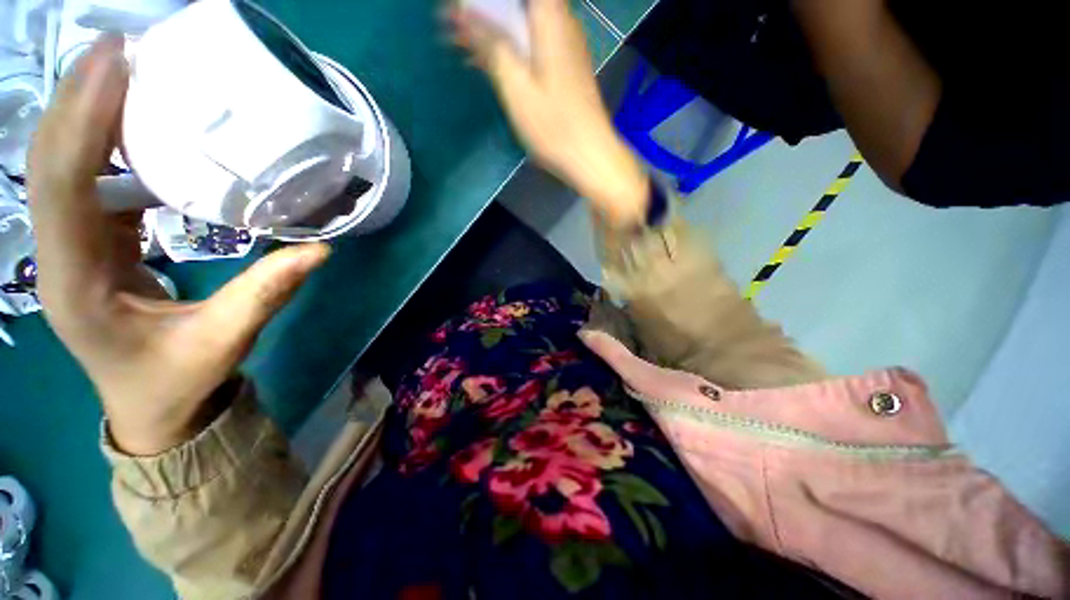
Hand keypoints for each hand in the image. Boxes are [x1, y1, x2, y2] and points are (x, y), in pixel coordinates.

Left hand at [27, 36, 329, 455]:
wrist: (150, 406)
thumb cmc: (177, 380)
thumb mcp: (225, 342)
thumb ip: (266, 293)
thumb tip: (319, 250)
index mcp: (76, 283)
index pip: (63, 187)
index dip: (83, 120)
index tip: (118, 62)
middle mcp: (57, 254)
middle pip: (48, 160)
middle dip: (79, 97)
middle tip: (127, 48)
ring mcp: (67, 245)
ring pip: (60, 163)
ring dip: (88, 111)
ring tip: (131, 72)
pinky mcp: (87, 241)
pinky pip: (84, 178)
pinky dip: (103, 141)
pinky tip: (136, 124)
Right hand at [449, 0, 649, 225]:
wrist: (590, 157)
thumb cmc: (554, 126)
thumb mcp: (517, 87)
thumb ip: (493, 46)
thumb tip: (465, 13)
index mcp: (550, 18)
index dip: (488, 0)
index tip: (462, 9)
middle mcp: (561, 23)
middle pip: (518, 5)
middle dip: (484, 11)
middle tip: (452, 24)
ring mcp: (563, 47)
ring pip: (522, 23)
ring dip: (492, 29)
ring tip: (459, 41)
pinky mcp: (563, 69)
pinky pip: (530, 45)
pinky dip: (508, 48)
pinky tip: (486, 62)